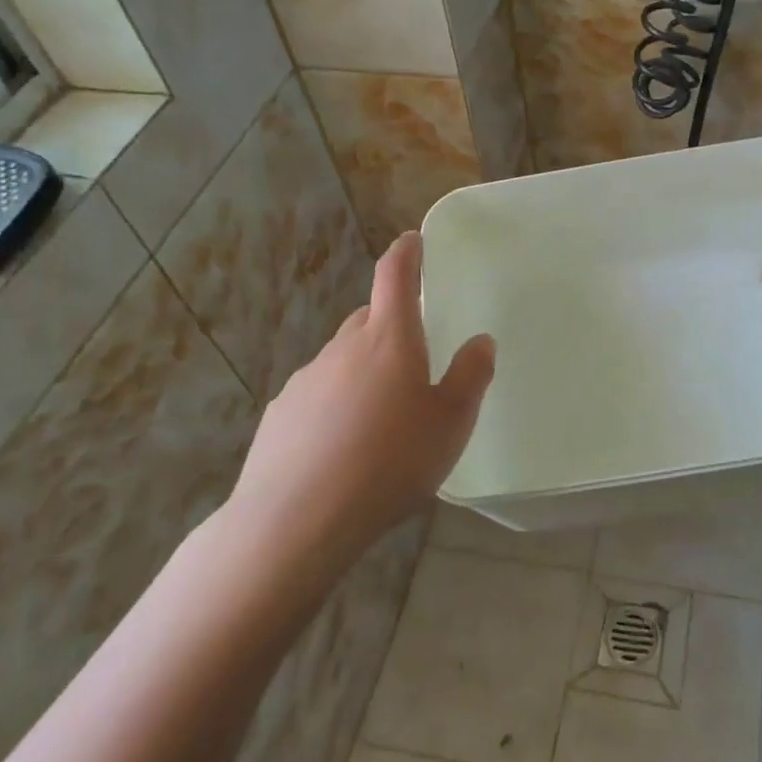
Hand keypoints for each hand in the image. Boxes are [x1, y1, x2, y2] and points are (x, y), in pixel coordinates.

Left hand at [222, 232, 495, 588]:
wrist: (298, 520)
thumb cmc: (391, 462)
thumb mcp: (451, 423)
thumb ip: (470, 376)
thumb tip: (481, 340)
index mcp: (389, 339)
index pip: (395, 277)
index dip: (406, 253)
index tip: (412, 240)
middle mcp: (343, 348)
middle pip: (368, 320)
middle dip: (390, 325)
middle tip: (413, 357)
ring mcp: (306, 380)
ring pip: (343, 360)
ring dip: (363, 371)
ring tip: (382, 417)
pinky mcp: (280, 415)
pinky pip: (318, 396)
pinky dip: (336, 405)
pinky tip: (344, 447)